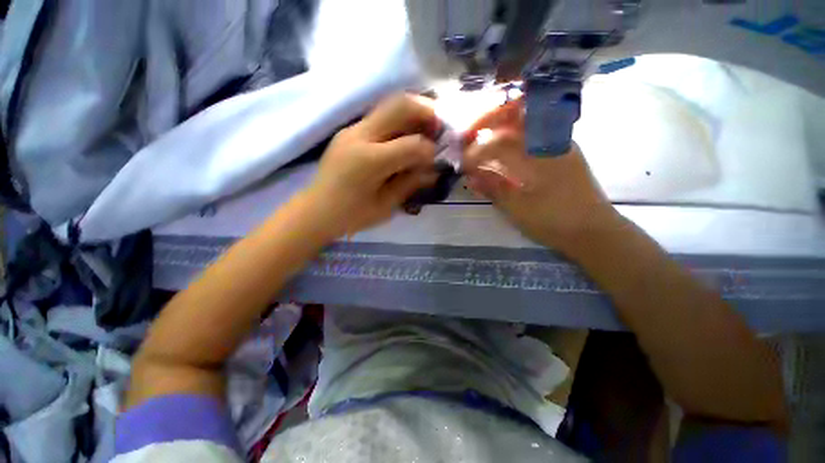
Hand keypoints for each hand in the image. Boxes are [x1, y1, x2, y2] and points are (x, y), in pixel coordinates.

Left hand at [305, 94, 439, 236]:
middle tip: (438, 128)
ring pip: (388, 105)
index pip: (412, 144)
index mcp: (370, 161)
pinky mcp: (348, 132)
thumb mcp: (386, 205)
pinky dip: (397, 122)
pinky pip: (379, 117)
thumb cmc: (352, 216)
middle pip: (399, 105)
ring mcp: (351, 130)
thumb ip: (410, 183)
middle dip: (425, 112)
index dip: (430, 150)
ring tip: (424, 129)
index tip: (437, 158)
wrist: (317, 211)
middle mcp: (360, 136)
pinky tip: (404, 137)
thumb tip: (433, 169)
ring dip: (411, 113)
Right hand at [463, 100, 618, 251]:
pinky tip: (503, 152)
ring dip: (500, 129)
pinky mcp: (561, 154)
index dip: (476, 152)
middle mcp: (550, 142)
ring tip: (481, 142)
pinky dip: (513, 139)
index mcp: (540, 155)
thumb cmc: (556, 221)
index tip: (462, 164)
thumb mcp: (519, 209)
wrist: (594, 231)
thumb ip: (494, 189)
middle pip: (515, 118)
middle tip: (468, 137)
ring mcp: (558, 145)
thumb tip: (470, 177)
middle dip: (487, 122)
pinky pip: (532, 137)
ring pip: (524, 125)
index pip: (499, 143)